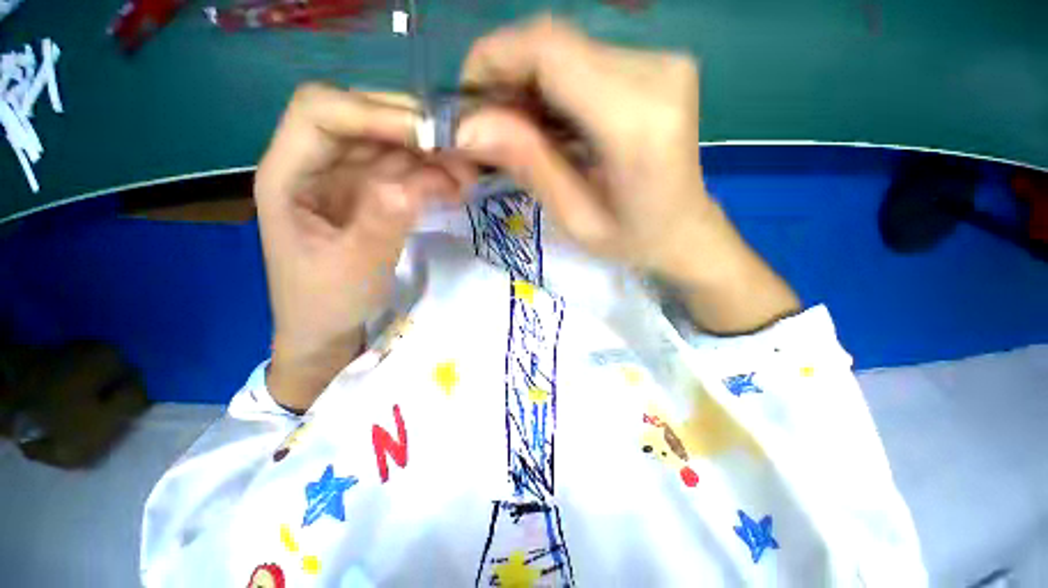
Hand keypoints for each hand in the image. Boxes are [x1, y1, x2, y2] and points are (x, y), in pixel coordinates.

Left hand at [255, 84, 473, 410]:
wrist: (328, 332)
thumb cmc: (326, 303)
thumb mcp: (354, 266)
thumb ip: (384, 219)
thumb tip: (423, 179)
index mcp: (288, 175)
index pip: (320, 111)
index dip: (373, 111)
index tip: (428, 134)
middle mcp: (315, 166)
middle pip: (362, 120)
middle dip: (411, 130)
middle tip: (460, 151)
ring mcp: (346, 181)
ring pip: (389, 146)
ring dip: (429, 155)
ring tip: (466, 176)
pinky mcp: (371, 198)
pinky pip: (402, 173)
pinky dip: (430, 176)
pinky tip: (454, 189)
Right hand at [456, 16, 798, 332]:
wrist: (685, 231)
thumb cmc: (633, 239)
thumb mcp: (575, 218)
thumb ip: (529, 165)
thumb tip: (468, 126)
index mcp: (635, 122)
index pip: (550, 52)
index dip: (494, 60)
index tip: (467, 101)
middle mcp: (656, 74)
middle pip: (555, 43)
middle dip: (506, 76)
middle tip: (487, 124)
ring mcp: (662, 63)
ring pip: (567, 49)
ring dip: (528, 83)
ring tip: (517, 130)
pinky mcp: (658, 65)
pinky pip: (586, 59)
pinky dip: (553, 85)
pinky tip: (549, 123)